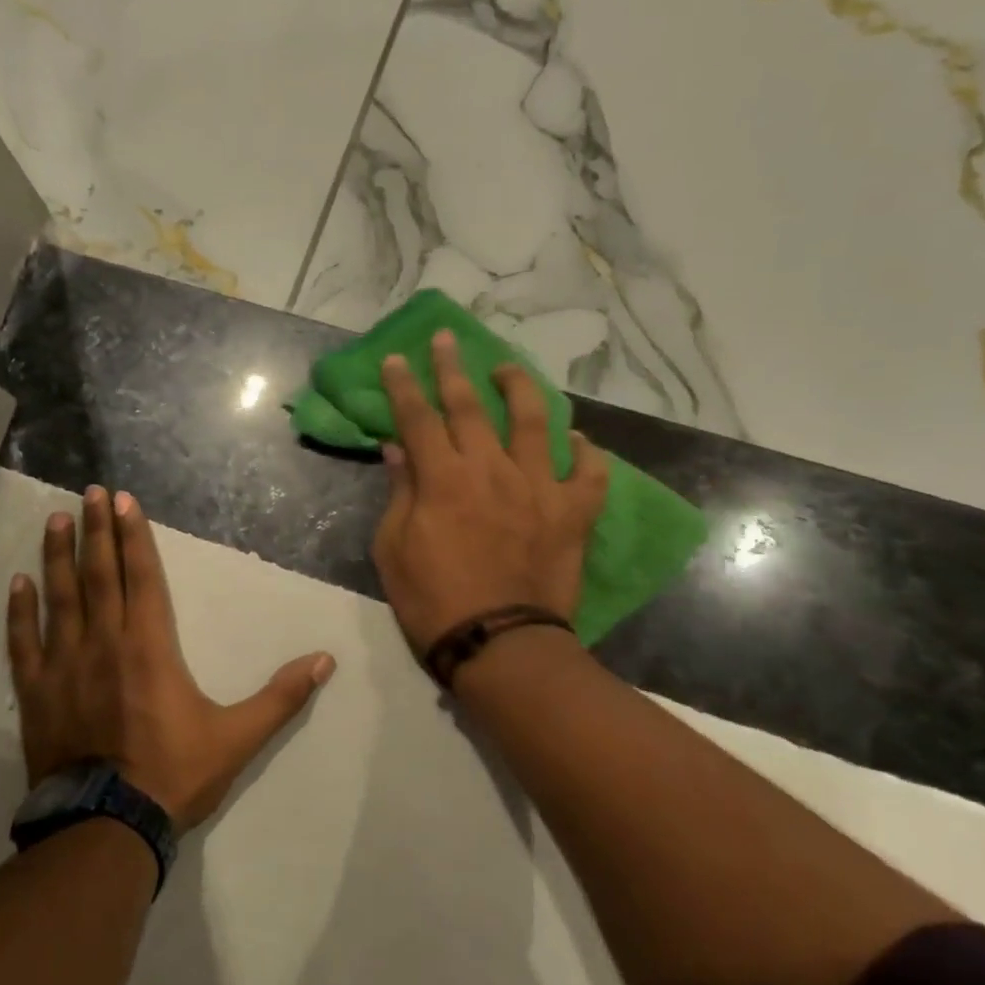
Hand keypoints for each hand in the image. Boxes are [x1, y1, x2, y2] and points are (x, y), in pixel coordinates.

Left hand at [7, 486, 335, 834]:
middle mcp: (104, 642)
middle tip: (90, 491)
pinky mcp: (36, 692)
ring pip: (61, 597)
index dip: (134, 536)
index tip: (123, 501)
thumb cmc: (173, 774)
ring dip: (58, 556)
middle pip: (100, 574)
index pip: (143, 576)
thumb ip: (281, 697)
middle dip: (97, 530)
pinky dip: (20, 611)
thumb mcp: (237, 737)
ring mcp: (64, 665)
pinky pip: (24, 643)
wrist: (106, 826)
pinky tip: (18, 583)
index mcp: (150, 646)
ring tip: (57, 519)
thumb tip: (325, 661)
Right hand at [372, 331, 608, 654]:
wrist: (500, 645)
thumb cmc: (433, 601)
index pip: (418, 418)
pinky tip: (581, 441)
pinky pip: (590, 474)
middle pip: (471, 406)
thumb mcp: (394, 549)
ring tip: (509, 370)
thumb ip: (400, 493)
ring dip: (521, 389)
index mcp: (443, 479)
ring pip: (536, 422)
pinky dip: (588, 454)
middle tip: (446, 339)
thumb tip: (398, 449)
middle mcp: (492, 470)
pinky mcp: (573, 514)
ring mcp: (539, 488)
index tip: (394, 359)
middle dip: (453, 368)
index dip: (403, 385)